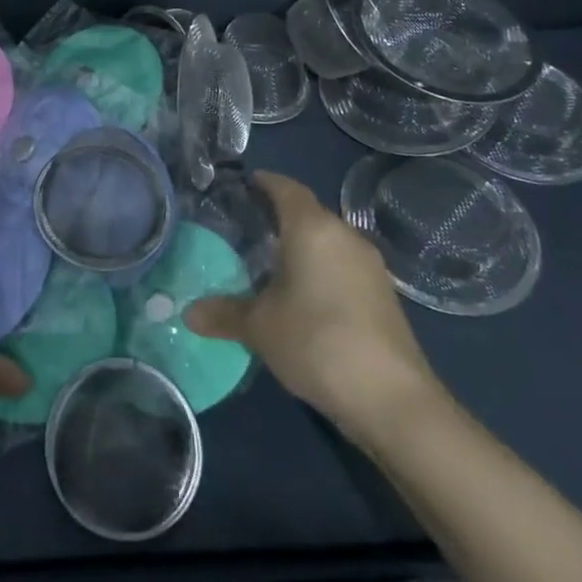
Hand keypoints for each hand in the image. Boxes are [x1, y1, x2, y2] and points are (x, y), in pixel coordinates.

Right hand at [186, 171, 446, 448]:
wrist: (393, 399)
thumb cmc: (317, 341)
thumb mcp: (260, 327)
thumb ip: (224, 313)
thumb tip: (189, 313)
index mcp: (312, 228)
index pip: (287, 188)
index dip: (265, 182)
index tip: (245, 184)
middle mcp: (345, 236)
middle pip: (309, 213)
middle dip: (281, 216)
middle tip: (248, 227)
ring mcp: (370, 266)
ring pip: (329, 241)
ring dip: (304, 246)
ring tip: (272, 262)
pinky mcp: (384, 296)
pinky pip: (344, 266)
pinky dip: (322, 269)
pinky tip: (305, 295)